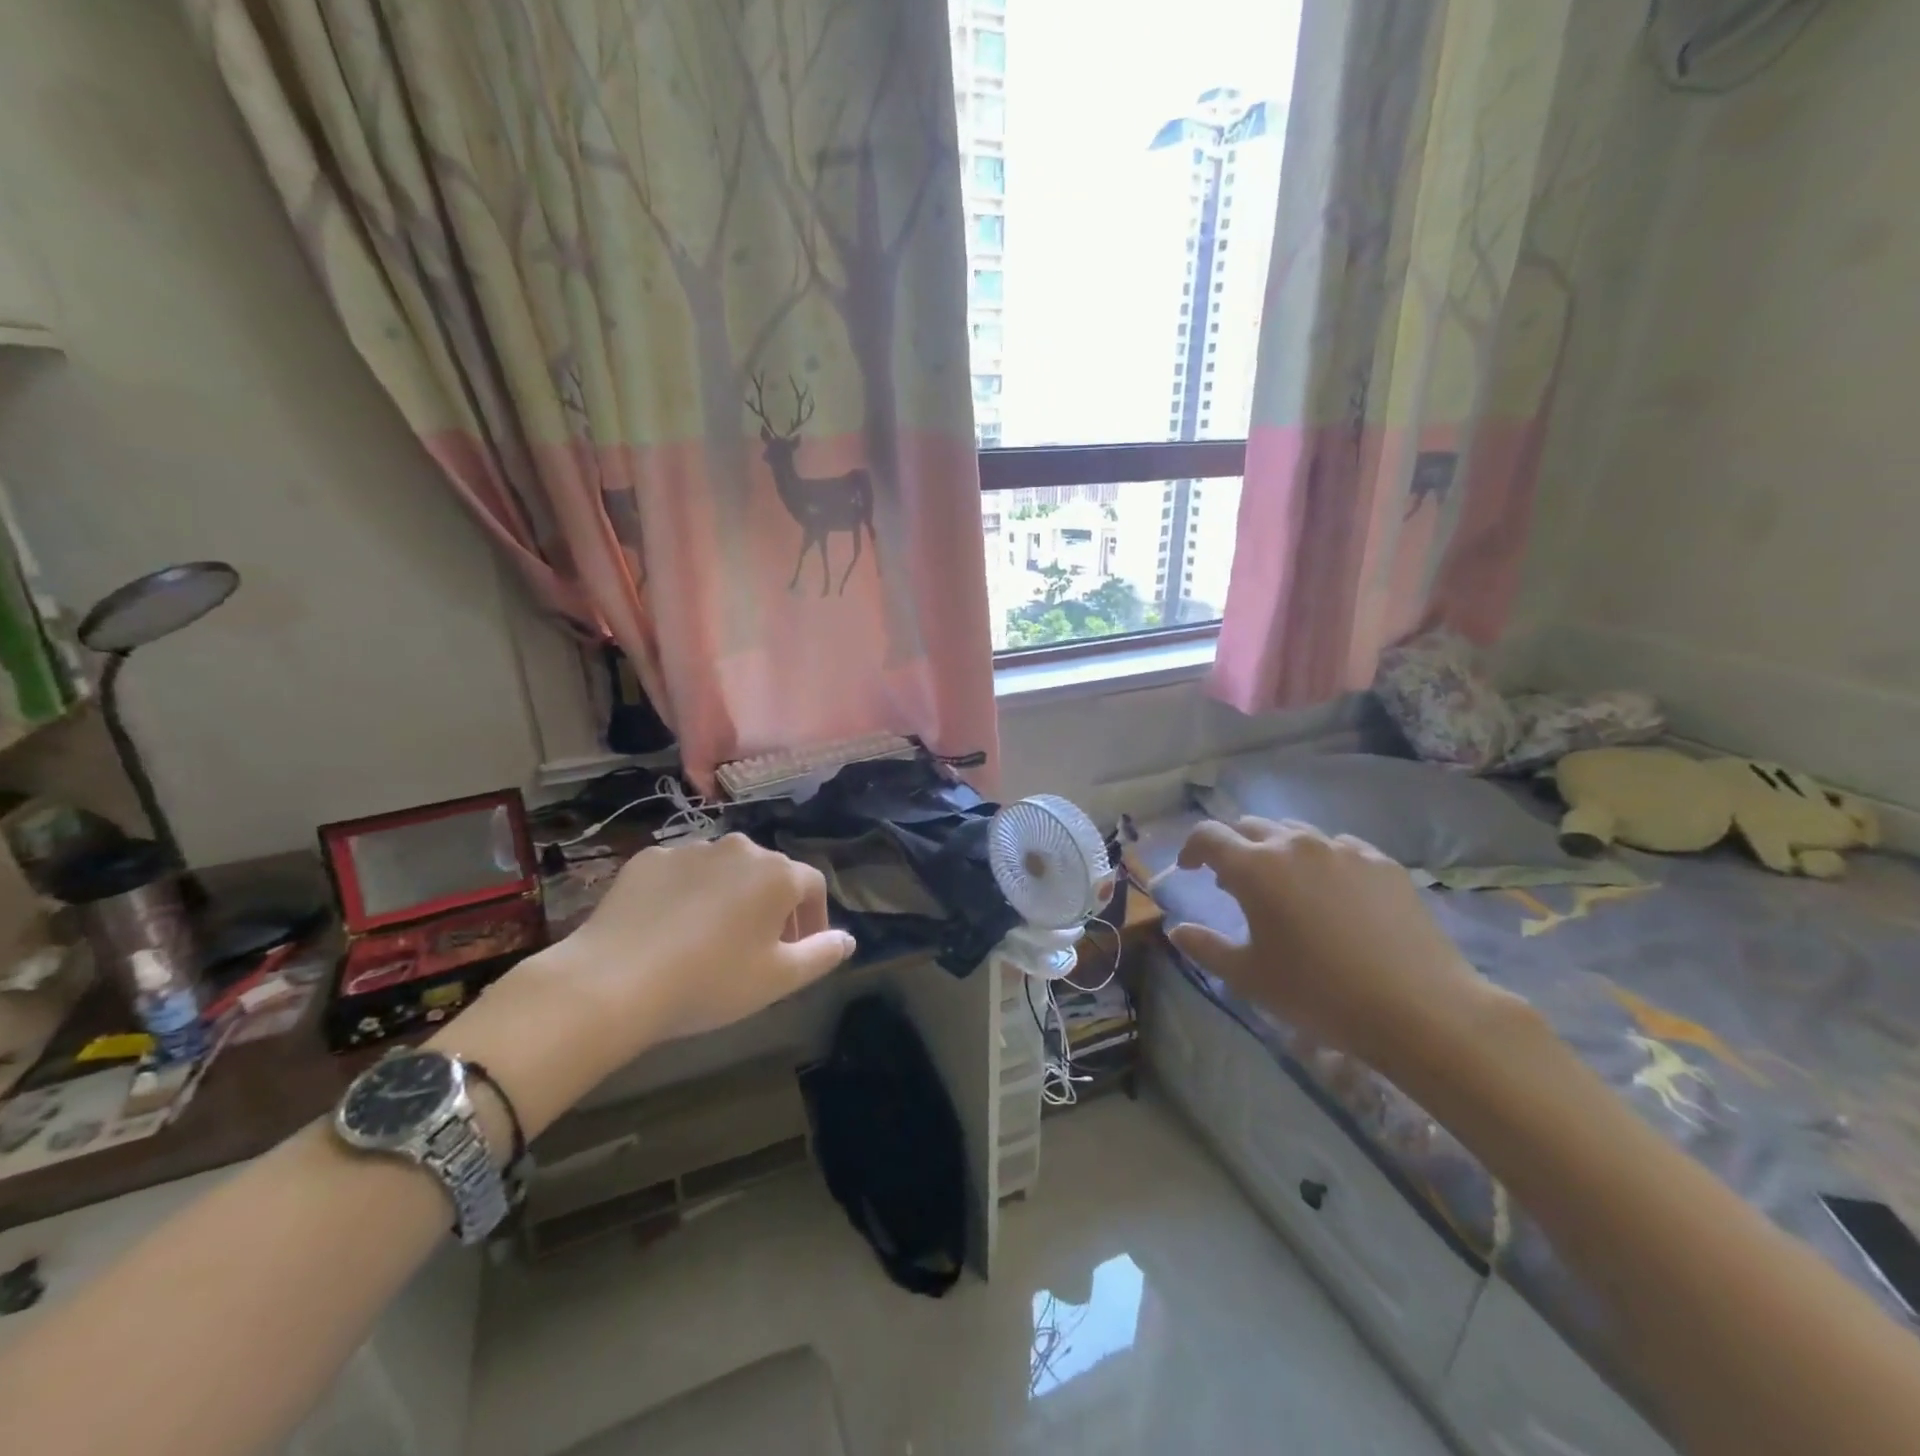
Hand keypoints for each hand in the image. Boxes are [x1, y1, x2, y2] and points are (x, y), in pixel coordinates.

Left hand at [434, 835, 854, 1137]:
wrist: (613, 981)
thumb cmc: (709, 982)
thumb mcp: (778, 980)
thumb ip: (822, 955)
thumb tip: (848, 939)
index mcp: (777, 874)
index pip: (813, 886)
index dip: (813, 918)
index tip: (799, 951)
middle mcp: (739, 848)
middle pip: (769, 874)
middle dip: (772, 907)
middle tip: (756, 949)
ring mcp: (691, 848)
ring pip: (725, 871)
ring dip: (729, 897)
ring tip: (709, 940)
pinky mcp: (648, 858)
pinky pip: (682, 873)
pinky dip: (686, 894)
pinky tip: (669, 930)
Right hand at [1169, 817, 1505, 1069]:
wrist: (1419, 1008)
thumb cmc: (1318, 994)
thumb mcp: (1249, 977)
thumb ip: (1205, 947)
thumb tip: (1177, 930)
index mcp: (1254, 868)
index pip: (1208, 836)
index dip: (1191, 848)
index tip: (1190, 870)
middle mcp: (1294, 845)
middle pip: (1250, 827)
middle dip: (1234, 848)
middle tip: (1234, 884)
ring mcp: (1343, 849)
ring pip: (1295, 832)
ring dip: (1277, 851)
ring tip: (1285, 886)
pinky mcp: (1381, 862)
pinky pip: (1339, 847)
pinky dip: (1321, 861)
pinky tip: (1333, 894)